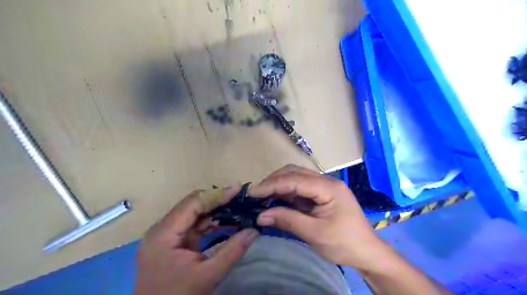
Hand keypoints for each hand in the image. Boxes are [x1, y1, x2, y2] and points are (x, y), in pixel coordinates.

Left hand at [134, 187, 258, 294]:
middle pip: (193, 206)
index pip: (192, 204)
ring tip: (237, 207)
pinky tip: (227, 221)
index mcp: (163, 234)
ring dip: (216, 212)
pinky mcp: (174, 243)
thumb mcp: (207, 275)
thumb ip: (232, 251)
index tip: (238, 189)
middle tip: (240, 197)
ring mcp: (167, 236)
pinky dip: (211, 224)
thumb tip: (254, 230)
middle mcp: (162, 229)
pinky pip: (195, 227)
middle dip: (217, 201)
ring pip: (194, 215)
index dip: (216, 195)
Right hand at [250, 165, 387, 270]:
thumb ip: (288, 220)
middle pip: (295, 173)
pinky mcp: (321, 195)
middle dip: (274, 181)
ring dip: (278, 186)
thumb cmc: (345, 244)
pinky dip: (286, 194)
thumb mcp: (315, 234)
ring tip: (262, 197)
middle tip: (256, 194)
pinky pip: (300, 189)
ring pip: (296, 179)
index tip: (253, 193)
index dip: (272, 185)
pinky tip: (275, 200)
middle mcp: (326, 182)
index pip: (295, 179)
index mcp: (329, 188)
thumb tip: (261, 215)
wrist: (367, 253)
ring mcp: (324, 187)